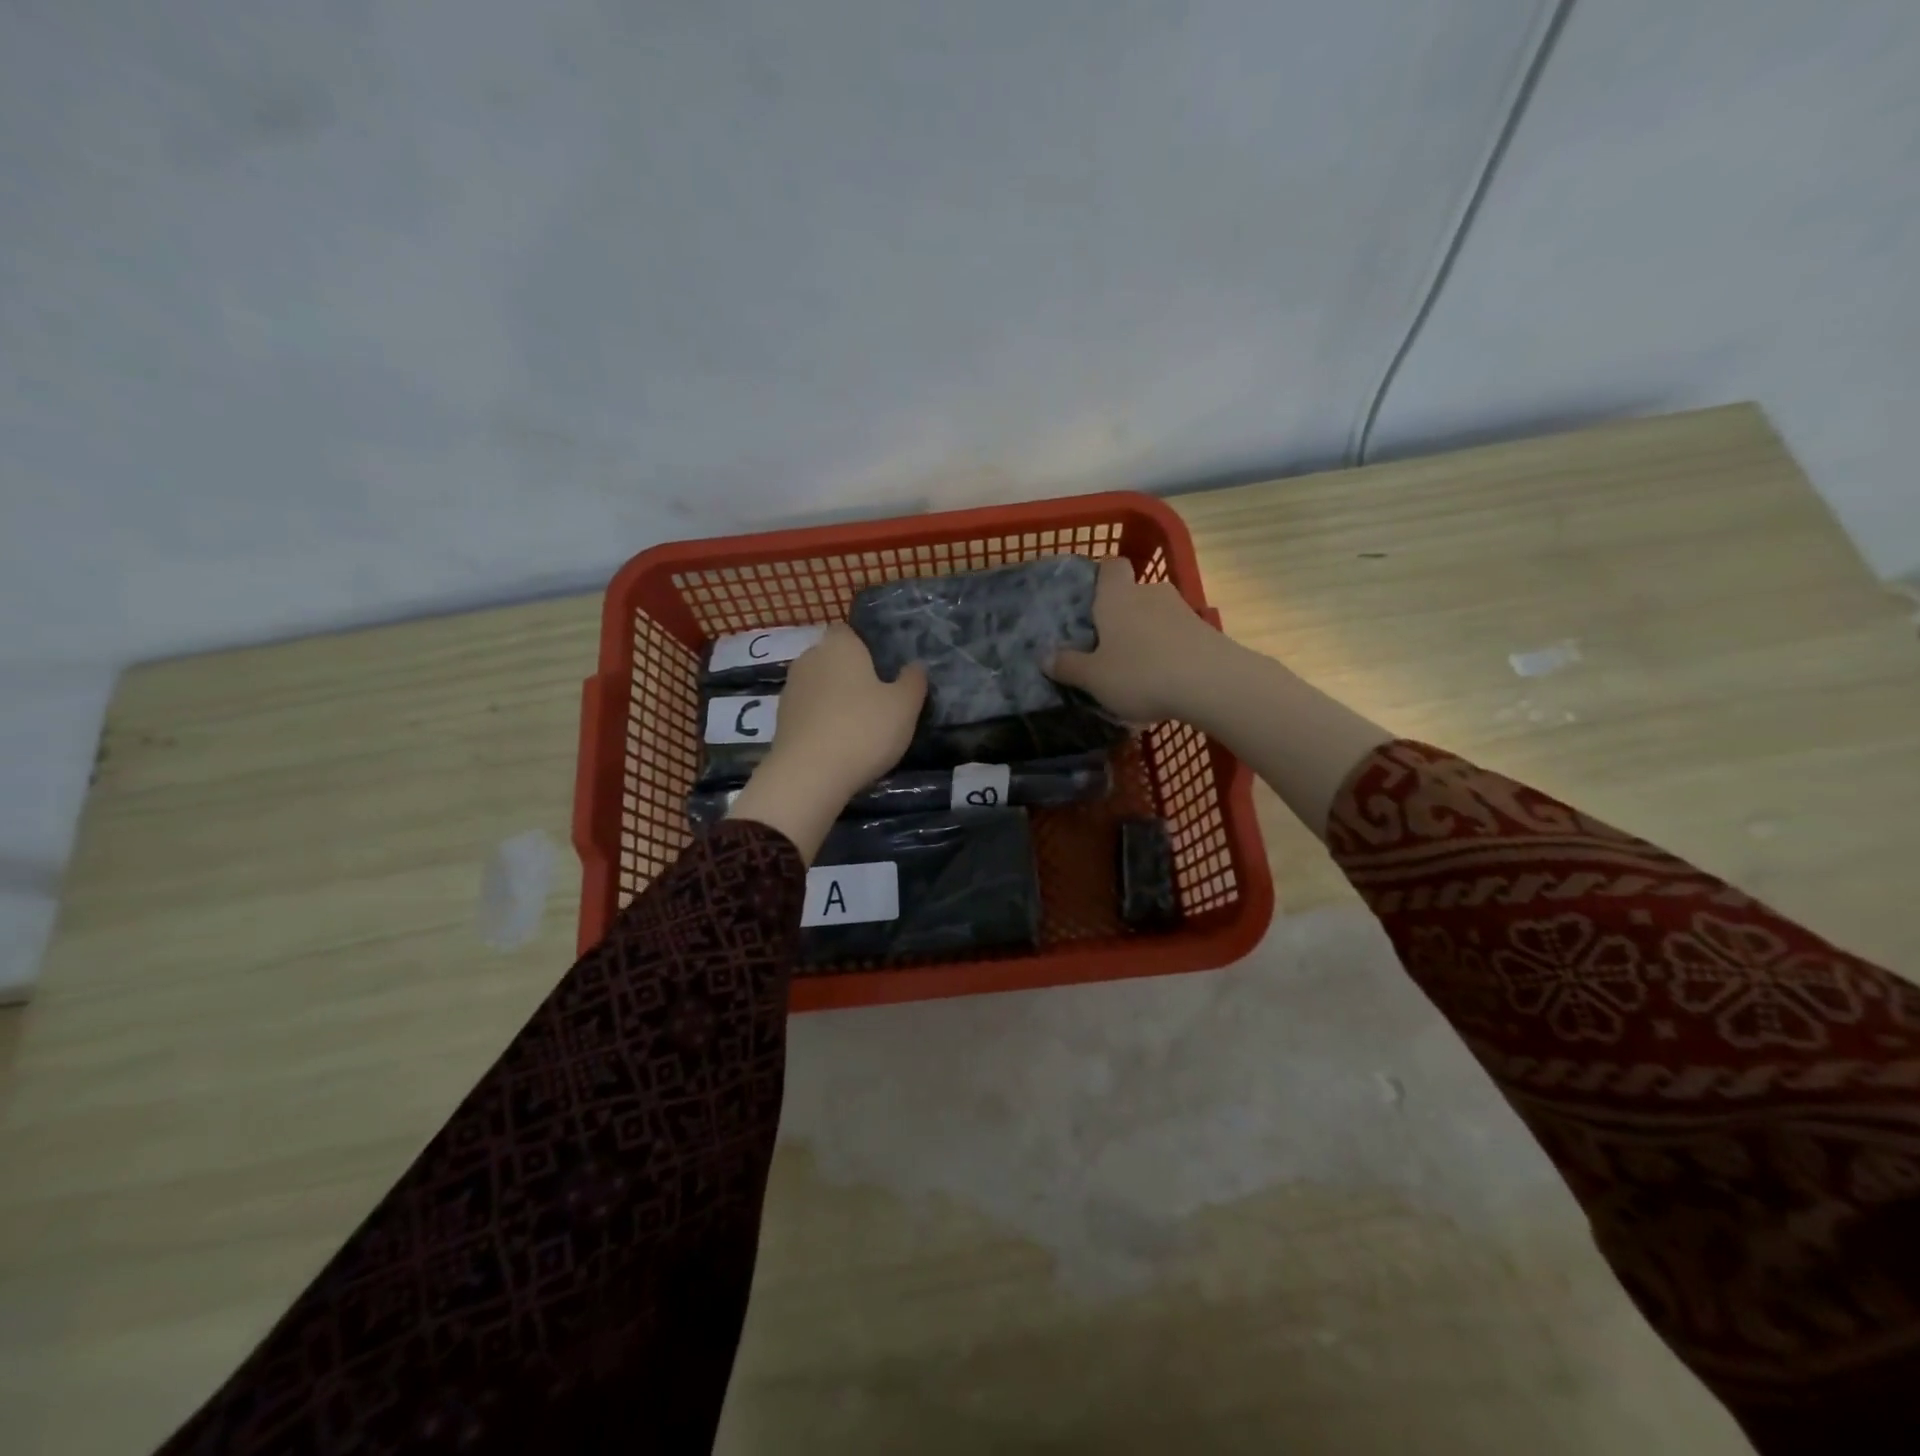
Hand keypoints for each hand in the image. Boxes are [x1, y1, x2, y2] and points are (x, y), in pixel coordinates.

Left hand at [726, 625, 926, 861]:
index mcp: (839, 646)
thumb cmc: (863, 729)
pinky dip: (821, 720)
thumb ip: (913, 681)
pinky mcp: (781, 721)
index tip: (882, 667)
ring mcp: (791, 690)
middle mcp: (809, 659)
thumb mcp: (904, 706)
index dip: (864, 645)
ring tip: (858, 724)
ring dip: (834, 699)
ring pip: (819, 686)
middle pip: (832, 658)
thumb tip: (915, 665)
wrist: (809, 776)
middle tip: (876, 697)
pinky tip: (838, 742)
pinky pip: (808, 712)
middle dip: (850, 673)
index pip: (848, 630)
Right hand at [1048, 558, 1231, 722]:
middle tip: (1107, 645)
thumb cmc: (1141, 674)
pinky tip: (1163, 679)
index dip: (1100, 577)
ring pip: (1157, 615)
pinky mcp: (1206, 631)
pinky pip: (1178, 635)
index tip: (1089, 602)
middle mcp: (1150, 593)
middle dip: (1121, 614)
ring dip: (1147, 634)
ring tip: (1136, 667)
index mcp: (1117, 596)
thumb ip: (1069, 666)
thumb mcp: (1094, 678)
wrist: (1213, 684)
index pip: (1110, 566)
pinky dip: (1169, 650)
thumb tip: (1045, 657)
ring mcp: (1182, 610)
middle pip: (1133, 593)